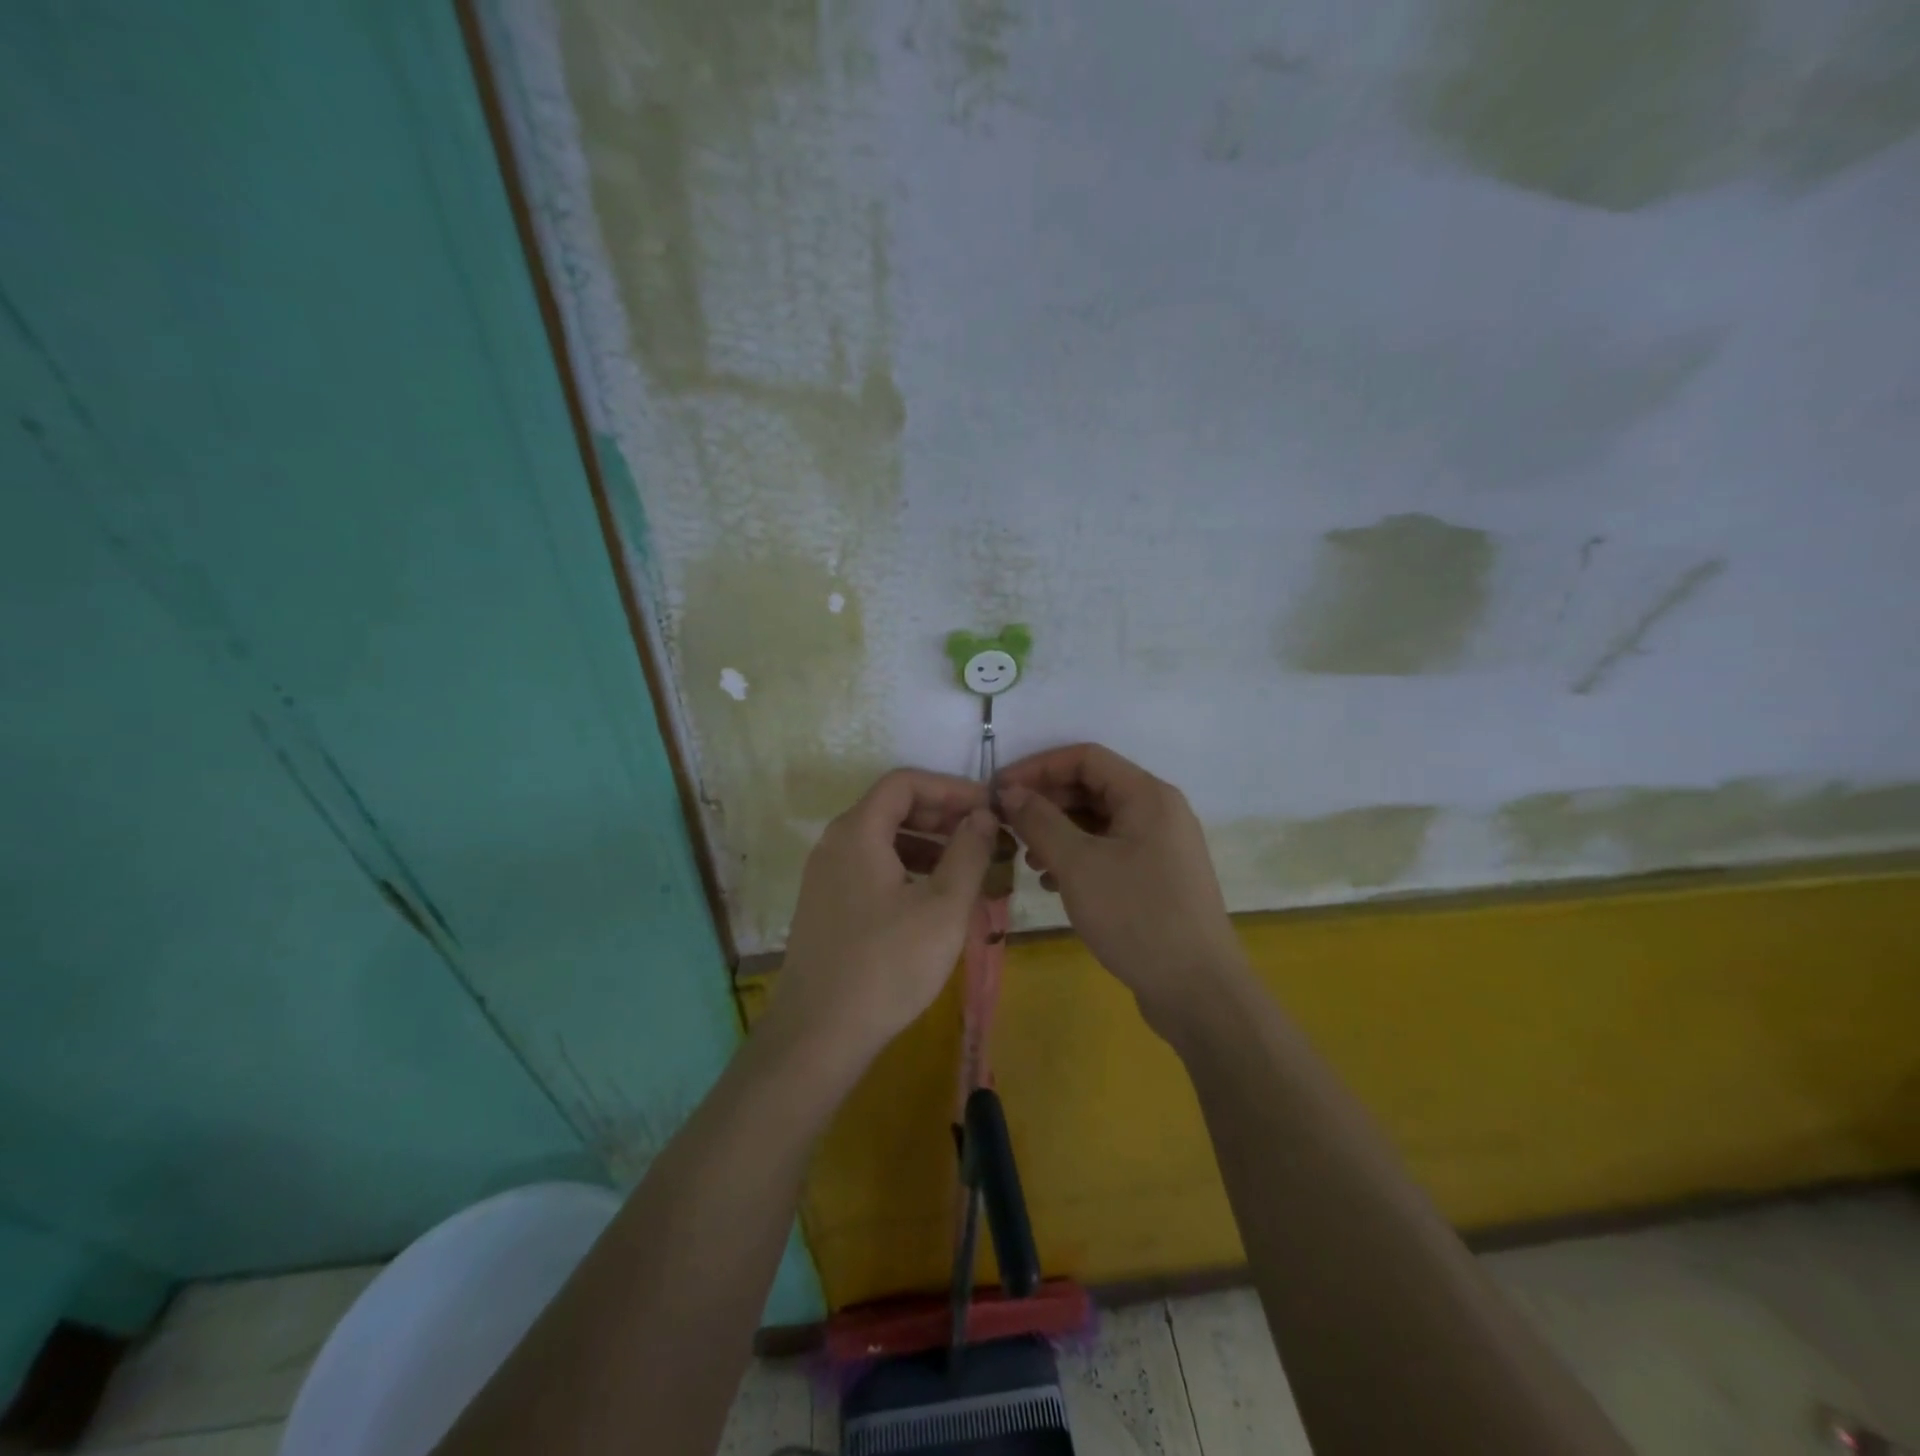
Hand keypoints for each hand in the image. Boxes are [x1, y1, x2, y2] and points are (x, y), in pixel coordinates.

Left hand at [767, 769, 996, 1065]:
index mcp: (857, 832)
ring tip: (966, 868)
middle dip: (941, 815)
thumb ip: (968, 852)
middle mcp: (834, 844)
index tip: (988, 807)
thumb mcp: (943, 907)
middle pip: (891, 807)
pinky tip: (932, 900)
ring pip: (882, 840)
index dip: (950, 788)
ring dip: (926, 844)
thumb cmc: (888, 965)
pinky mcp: (825, 906)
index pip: (905, 782)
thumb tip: (983, 815)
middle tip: (983, 835)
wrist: (818, 1034)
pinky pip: (870, 868)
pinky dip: (905, 869)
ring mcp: (824, 876)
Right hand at [997, 744, 1245, 1034]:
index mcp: (1147, 795)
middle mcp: (1158, 811)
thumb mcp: (1078, 864)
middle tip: (1006, 825)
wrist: (1197, 991)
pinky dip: (1078, 857)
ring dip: (1058, 832)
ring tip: (1027, 858)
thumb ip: (1040, 821)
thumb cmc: (1136, 916)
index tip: (999, 790)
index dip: (1038, 767)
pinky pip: (1110, 850)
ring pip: (1099, 822)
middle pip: (1092, 787)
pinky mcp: (1157, 877)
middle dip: (1046, 802)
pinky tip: (1054, 883)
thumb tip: (1010, 792)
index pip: (1085, 758)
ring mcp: (1161, 846)